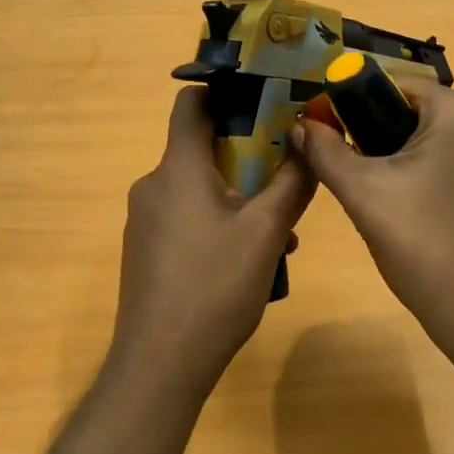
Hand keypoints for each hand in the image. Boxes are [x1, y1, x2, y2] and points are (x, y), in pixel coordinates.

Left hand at [112, 87, 315, 396]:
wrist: (161, 361)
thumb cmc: (215, 287)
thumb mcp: (266, 233)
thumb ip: (291, 185)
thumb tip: (308, 146)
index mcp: (178, 169)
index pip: (192, 104)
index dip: (225, 92)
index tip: (264, 100)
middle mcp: (154, 186)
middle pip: (201, 150)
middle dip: (247, 158)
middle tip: (287, 178)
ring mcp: (145, 222)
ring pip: (199, 191)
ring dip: (239, 200)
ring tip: (279, 235)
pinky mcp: (146, 252)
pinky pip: (187, 221)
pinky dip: (219, 226)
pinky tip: (248, 262)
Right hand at [293, 78, 453, 349]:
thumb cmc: (423, 244)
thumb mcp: (363, 193)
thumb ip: (326, 151)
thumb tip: (299, 124)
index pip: (392, 86)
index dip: (349, 106)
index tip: (322, 136)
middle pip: (411, 112)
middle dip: (373, 137)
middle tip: (347, 175)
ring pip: (429, 139)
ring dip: (394, 159)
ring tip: (372, 197)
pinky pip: (449, 161)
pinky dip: (420, 175)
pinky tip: (404, 209)